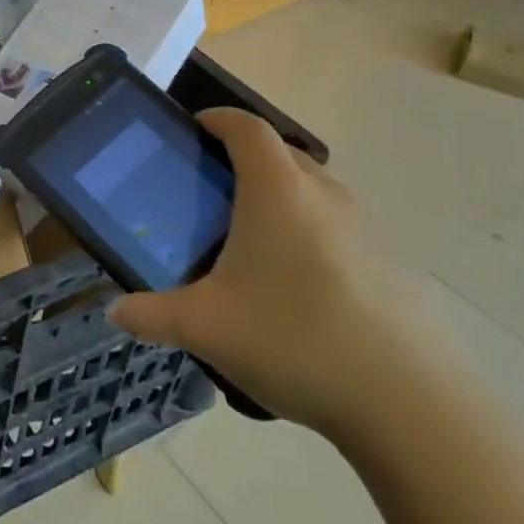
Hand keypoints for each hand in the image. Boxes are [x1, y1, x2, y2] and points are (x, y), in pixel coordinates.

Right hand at [106, 108, 407, 437]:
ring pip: (310, 192)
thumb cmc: (293, 338)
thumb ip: (150, 314)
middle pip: (280, 155)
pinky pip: (334, 228)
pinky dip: (305, 234)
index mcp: (277, 191)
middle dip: (242, 161)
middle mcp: (324, 195)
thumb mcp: (204, 327)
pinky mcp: (389, 265)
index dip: (217, 118)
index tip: (192, 129)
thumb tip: (115, 312)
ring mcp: (365, 229)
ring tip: (243, 241)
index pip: (247, 128)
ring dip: (276, 199)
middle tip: (206, 193)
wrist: (409, 405)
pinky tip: (289, 288)